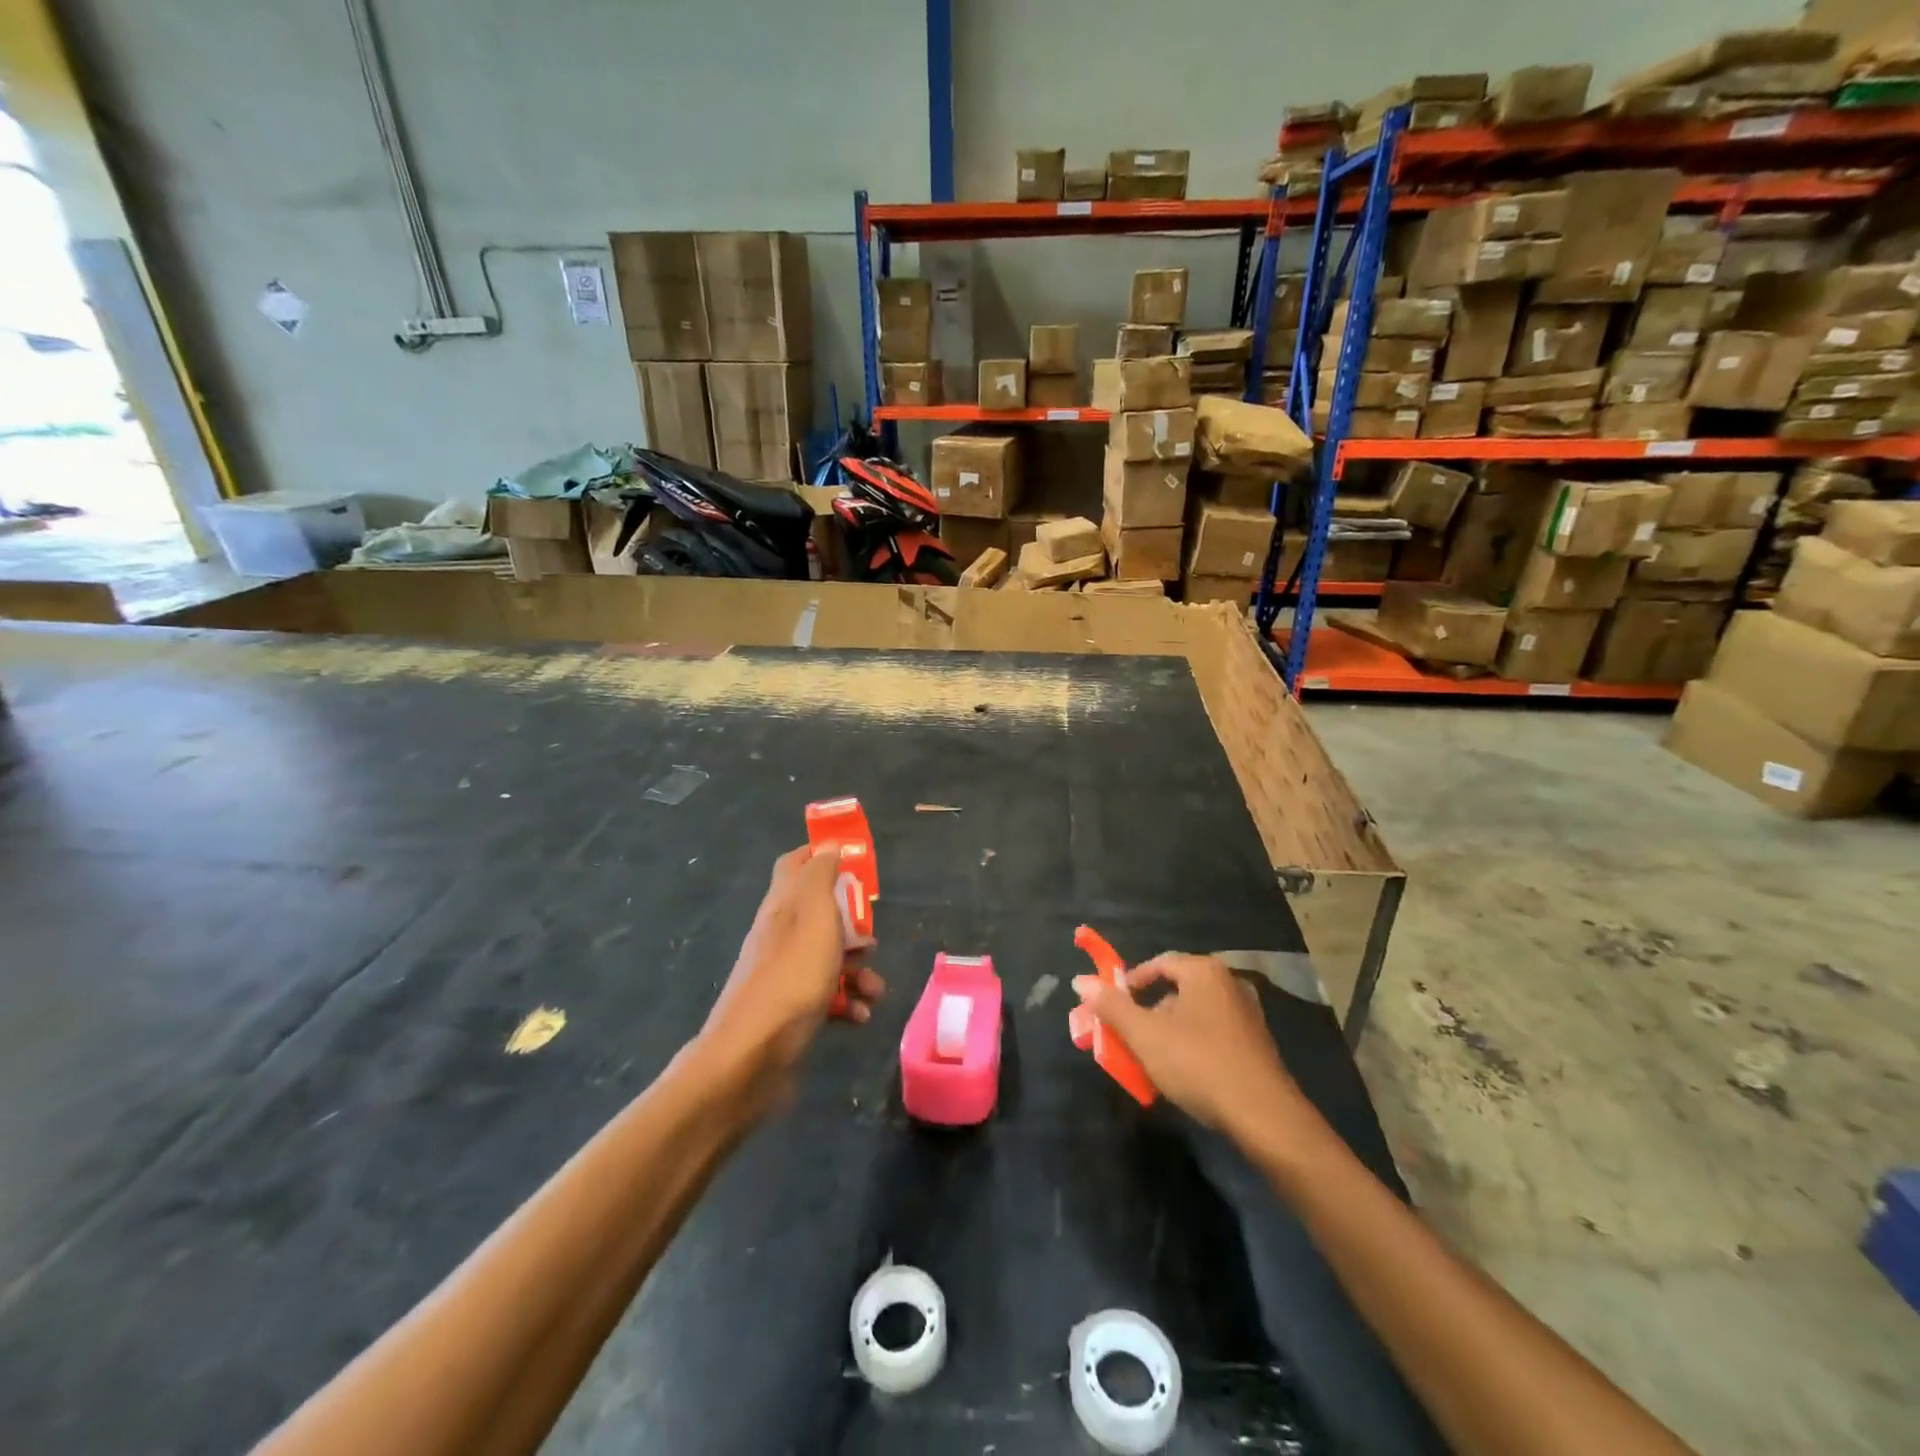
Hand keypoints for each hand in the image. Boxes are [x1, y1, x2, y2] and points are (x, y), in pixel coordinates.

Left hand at [700, 847, 884, 1096]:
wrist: (752, 1057)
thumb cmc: (791, 977)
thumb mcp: (814, 916)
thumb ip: (821, 876)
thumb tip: (828, 844)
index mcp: (782, 906)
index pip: (795, 864)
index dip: (821, 855)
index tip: (854, 861)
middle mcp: (780, 935)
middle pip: (820, 914)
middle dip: (853, 925)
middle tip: (871, 937)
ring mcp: (784, 975)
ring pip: (829, 958)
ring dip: (858, 970)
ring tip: (874, 988)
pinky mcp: (791, 1011)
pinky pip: (827, 997)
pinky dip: (848, 1002)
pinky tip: (860, 1015)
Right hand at [1072, 953, 1303, 1138]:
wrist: (1264, 1116)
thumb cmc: (1199, 1064)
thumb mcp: (1145, 1035)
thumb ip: (1112, 1006)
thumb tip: (1080, 980)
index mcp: (1204, 972)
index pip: (1158, 964)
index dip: (1130, 984)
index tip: (1114, 1009)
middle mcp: (1228, 983)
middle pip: (1175, 990)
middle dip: (1147, 1013)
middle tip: (1129, 1038)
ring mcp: (1246, 1014)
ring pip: (1193, 1015)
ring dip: (1167, 1032)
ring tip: (1151, 1061)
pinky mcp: (1255, 1044)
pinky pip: (1212, 1034)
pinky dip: (1191, 1046)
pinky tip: (1183, 1075)